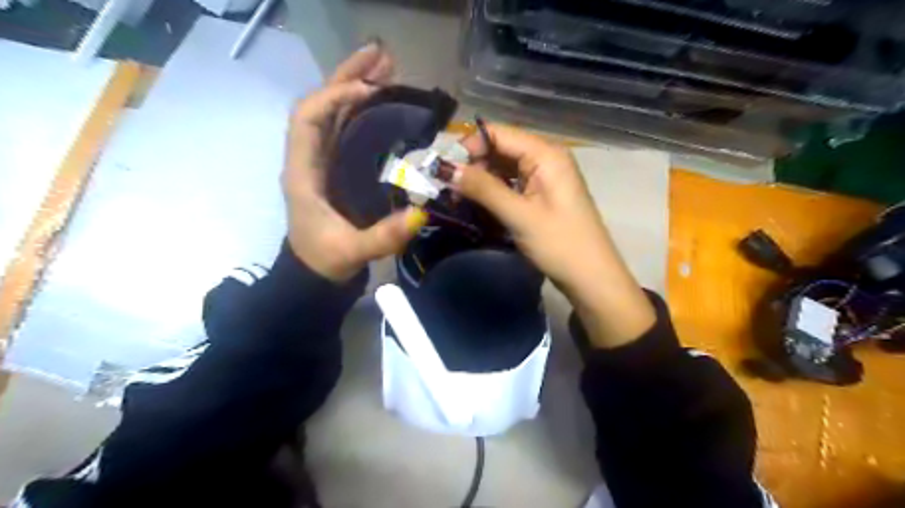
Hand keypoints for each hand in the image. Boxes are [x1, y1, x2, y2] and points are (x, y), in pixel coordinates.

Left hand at [281, 39, 426, 281]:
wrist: (314, 275)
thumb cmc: (324, 260)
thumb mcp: (353, 252)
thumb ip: (383, 237)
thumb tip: (420, 213)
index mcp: (303, 172)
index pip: (307, 119)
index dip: (334, 98)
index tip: (368, 91)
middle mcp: (310, 158)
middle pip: (322, 106)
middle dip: (348, 78)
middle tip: (381, 56)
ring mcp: (324, 161)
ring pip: (336, 113)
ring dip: (357, 87)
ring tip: (387, 68)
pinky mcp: (338, 168)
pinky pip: (347, 129)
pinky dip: (364, 110)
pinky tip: (385, 100)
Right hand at [451, 121, 650, 348]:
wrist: (591, 277)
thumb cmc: (559, 243)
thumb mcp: (519, 215)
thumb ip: (483, 188)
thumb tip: (447, 169)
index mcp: (546, 154)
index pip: (499, 134)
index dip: (470, 146)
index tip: (444, 168)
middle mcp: (545, 158)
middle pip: (500, 149)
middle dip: (473, 166)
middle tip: (449, 189)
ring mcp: (544, 178)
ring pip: (503, 168)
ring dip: (481, 181)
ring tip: (458, 199)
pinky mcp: (541, 195)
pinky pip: (511, 185)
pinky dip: (493, 193)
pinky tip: (477, 205)